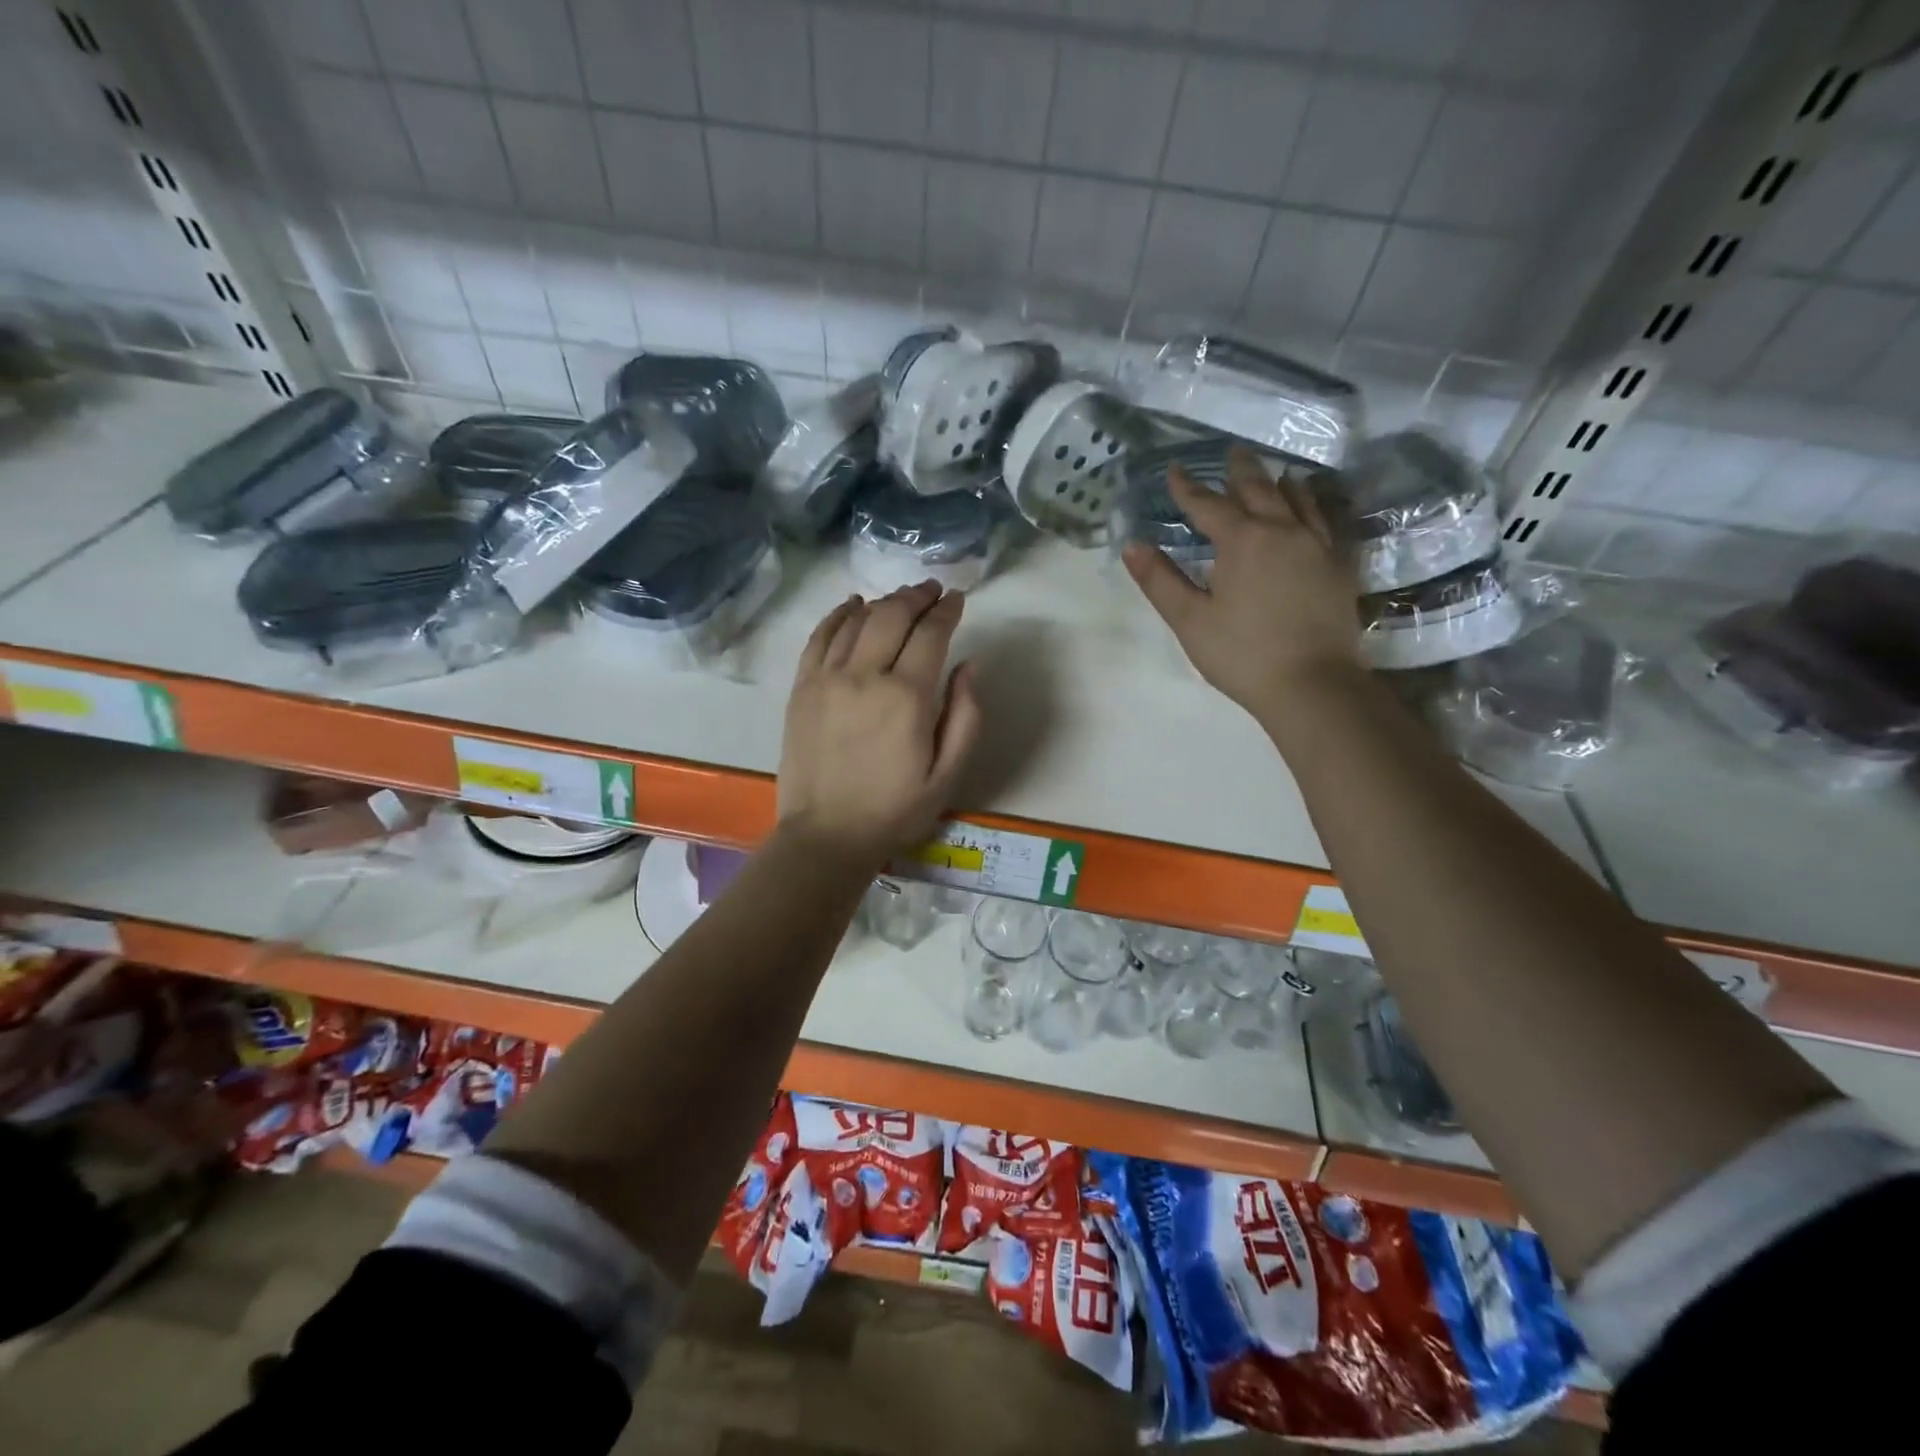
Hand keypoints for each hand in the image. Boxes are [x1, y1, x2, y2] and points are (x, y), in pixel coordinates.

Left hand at [779, 581, 982, 865]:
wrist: (827, 835)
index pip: (931, 633)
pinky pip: (820, 636)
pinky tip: (853, 606)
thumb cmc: (895, 810)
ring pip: (857, 620)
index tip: (957, 599)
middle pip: (892, 615)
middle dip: (916, 596)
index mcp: (907, 697)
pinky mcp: (801, 688)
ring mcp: (827, 678)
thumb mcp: (948, 775)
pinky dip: (839, 615)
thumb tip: (969, 666)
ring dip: (883, 602)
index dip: (946, 610)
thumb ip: (966, 716)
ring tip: (900, 599)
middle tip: (932, 590)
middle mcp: (865, 675)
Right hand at [1122, 447, 1359, 725]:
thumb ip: (1160, 580)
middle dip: (1241, 471)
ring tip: (1275, 474)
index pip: (1208, 505)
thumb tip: (1132, 545)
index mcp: (1242, 541)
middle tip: (1232, 453)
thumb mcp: (1190, 620)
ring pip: (1299, 499)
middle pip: (1259, 490)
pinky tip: (1312, 511)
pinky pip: (1325, 521)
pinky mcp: (1338, 566)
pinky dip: (1314, 506)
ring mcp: (1316, 546)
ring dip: (1281, 483)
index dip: (1188, 488)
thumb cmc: (1242, 653)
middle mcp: (1282, 531)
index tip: (1175, 470)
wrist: (1313, 684)